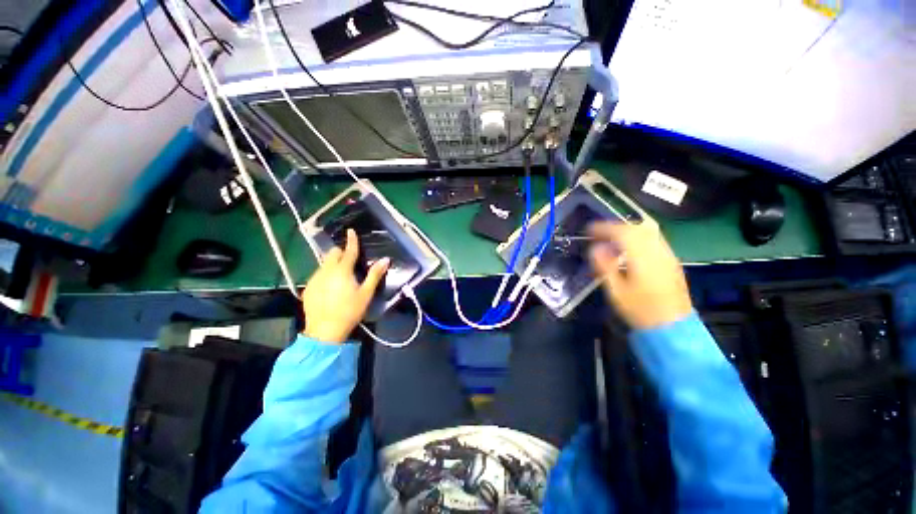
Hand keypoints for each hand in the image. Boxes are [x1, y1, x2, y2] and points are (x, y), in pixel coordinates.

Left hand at [301, 229, 388, 342]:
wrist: (324, 331)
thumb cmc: (350, 311)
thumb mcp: (366, 294)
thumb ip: (375, 275)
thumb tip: (386, 259)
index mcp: (342, 271)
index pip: (348, 251)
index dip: (351, 240)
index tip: (351, 230)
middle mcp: (326, 271)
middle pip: (332, 254)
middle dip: (340, 253)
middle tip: (349, 261)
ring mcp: (314, 279)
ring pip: (324, 264)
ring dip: (332, 264)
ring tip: (340, 276)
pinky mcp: (308, 288)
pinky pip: (317, 274)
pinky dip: (325, 275)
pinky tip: (330, 288)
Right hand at [588, 221, 692, 329]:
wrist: (672, 327)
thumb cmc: (640, 310)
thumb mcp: (616, 291)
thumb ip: (604, 266)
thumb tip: (595, 248)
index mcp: (643, 258)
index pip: (623, 233)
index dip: (604, 228)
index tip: (589, 229)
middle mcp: (658, 252)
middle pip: (637, 228)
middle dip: (615, 227)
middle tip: (598, 234)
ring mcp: (668, 255)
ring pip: (648, 232)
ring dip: (627, 230)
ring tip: (611, 238)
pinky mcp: (672, 261)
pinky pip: (654, 239)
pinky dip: (638, 237)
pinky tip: (630, 247)